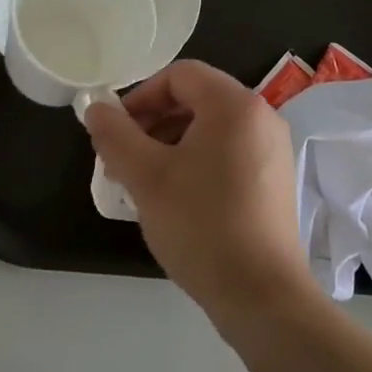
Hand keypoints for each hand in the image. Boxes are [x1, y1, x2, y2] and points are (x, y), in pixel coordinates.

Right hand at [83, 60, 319, 326]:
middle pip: (197, 98)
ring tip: (144, 181)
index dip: (141, 96)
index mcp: (234, 104)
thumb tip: (96, 108)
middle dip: (154, 122)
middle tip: (124, 158)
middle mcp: (261, 115)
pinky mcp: (276, 178)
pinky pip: (229, 150)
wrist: (263, 296)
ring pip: (212, 127)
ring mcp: (273, 147)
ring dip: (172, 142)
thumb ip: (115, 135)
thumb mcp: (146, 178)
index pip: (179, 75)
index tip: (116, 131)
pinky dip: (198, 160)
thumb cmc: (202, 226)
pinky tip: (178, 197)